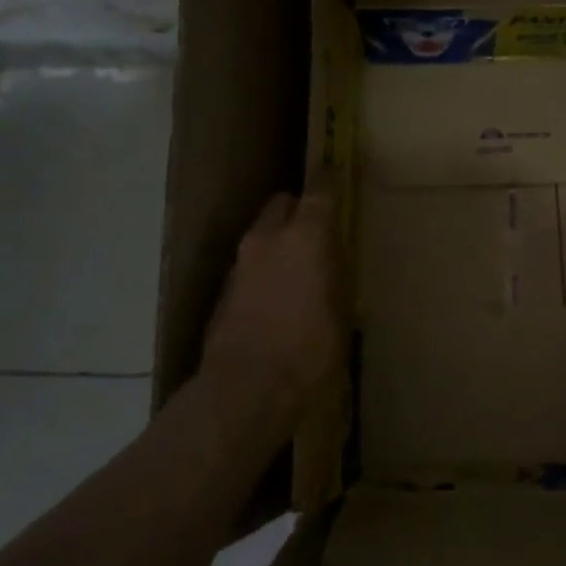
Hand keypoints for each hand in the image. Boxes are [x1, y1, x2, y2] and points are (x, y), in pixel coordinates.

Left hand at [198, 191, 345, 444]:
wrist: (244, 391)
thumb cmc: (308, 352)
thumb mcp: (341, 315)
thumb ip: (336, 277)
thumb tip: (334, 262)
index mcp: (305, 238)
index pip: (319, 192)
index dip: (329, 181)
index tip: (336, 174)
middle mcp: (268, 239)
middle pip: (282, 204)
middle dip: (298, 209)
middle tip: (317, 230)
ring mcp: (240, 264)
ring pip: (262, 235)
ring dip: (279, 242)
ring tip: (298, 269)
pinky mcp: (223, 291)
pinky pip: (250, 266)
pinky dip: (263, 271)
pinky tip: (276, 299)